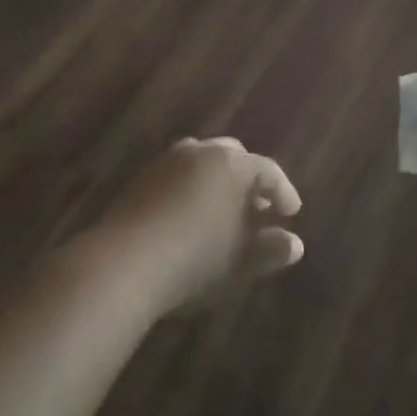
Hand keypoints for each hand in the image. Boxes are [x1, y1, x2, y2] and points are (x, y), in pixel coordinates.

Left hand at [95, 138, 303, 316]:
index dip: (283, 192)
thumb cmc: (195, 260)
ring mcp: (168, 161)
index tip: (291, 214)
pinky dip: (192, 189)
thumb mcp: (241, 262)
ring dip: (219, 183)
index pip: (268, 171)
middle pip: (234, 158)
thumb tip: (293, 244)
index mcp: (233, 164)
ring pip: (203, 163)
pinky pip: (179, 175)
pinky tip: (191, 218)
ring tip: (224, 214)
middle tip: (258, 209)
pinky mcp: (142, 177)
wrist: (123, 264)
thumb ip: (270, 250)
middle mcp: (202, 151)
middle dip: (249, 181)